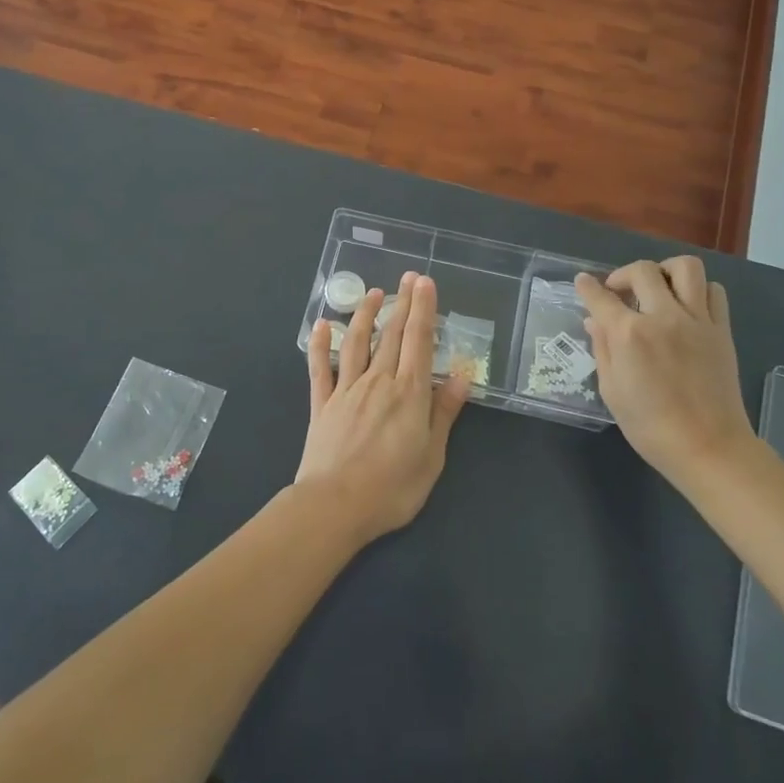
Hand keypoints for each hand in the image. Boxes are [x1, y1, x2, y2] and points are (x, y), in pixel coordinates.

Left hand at [298, 272, 471, 544]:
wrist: (334, 505)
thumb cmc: (392, 488)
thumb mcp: (432, 456)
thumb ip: (444, 412)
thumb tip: (463, 375)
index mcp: (409, 393)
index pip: (419, 341)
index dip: (423, 309)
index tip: (425, 283)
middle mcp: (378, 381)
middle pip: (392, 335)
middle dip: (402, 303)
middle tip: (408, 277)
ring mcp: (347, 389)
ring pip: (357, 342)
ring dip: (365, 314)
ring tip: (373, 293)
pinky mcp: (322, 403)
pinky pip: (320, 367)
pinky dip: (320, 344)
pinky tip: (321, 325)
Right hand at [576, 258, 756, 486]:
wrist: (708, 447)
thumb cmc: (650, 427)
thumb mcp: (612, 391)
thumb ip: (602, 349)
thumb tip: (595, 321)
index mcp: (629, 335)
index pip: (600, 297)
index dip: (587, 287)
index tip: (583, 282)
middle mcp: (663, 317)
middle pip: (643, 271)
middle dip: (623, 274)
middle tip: (619, 291)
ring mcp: (697, 320)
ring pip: (685, 268)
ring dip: (665, 271)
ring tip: (657, 288)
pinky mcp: (721, 329)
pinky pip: (713, 291)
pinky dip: (696, 289)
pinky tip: (686, 306)